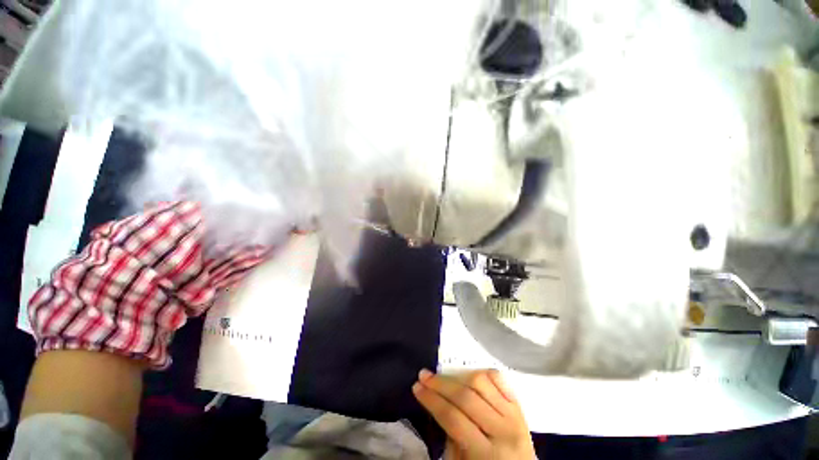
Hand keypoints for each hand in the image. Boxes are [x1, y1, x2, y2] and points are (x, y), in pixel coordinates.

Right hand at [413, 369, 534, 459]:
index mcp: (486, 454)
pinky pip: (499, 379)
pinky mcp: (519, 405)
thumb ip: (451, 438)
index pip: (453, 419)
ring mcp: (513, 415)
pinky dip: (482, 373)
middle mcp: (502, 431)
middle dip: (440, 384)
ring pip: (481, 382)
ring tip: (443, 376)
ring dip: (458, 375)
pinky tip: (469, 375)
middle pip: (465, 397)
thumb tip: (439, 405)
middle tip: (424, 375)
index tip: (416, 387)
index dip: (432, 400)